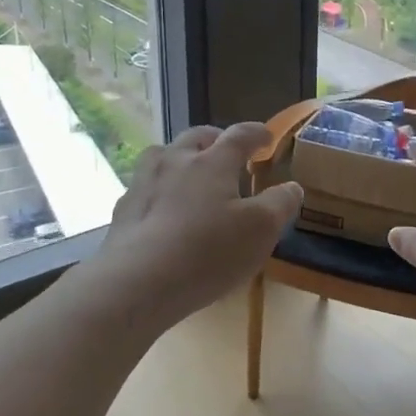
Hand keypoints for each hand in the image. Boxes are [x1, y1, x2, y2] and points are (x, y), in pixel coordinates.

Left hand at [88, 123, 302, 327]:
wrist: (138, 282)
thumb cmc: (208, 252)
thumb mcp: (261, 230)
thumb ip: (280, 204)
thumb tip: (291, 186)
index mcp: (212, 162)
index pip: (239, 135)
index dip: (256, 133)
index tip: (266, 138)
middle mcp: (176, 161)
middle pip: (197, 137)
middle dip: (216, 140)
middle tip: (227, 153)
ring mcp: (144, 182)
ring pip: (163, 155)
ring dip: (181, 158)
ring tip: (190, 175)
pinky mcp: (123, 209)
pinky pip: (145, 187)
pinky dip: (159, 189)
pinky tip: (162, 210)